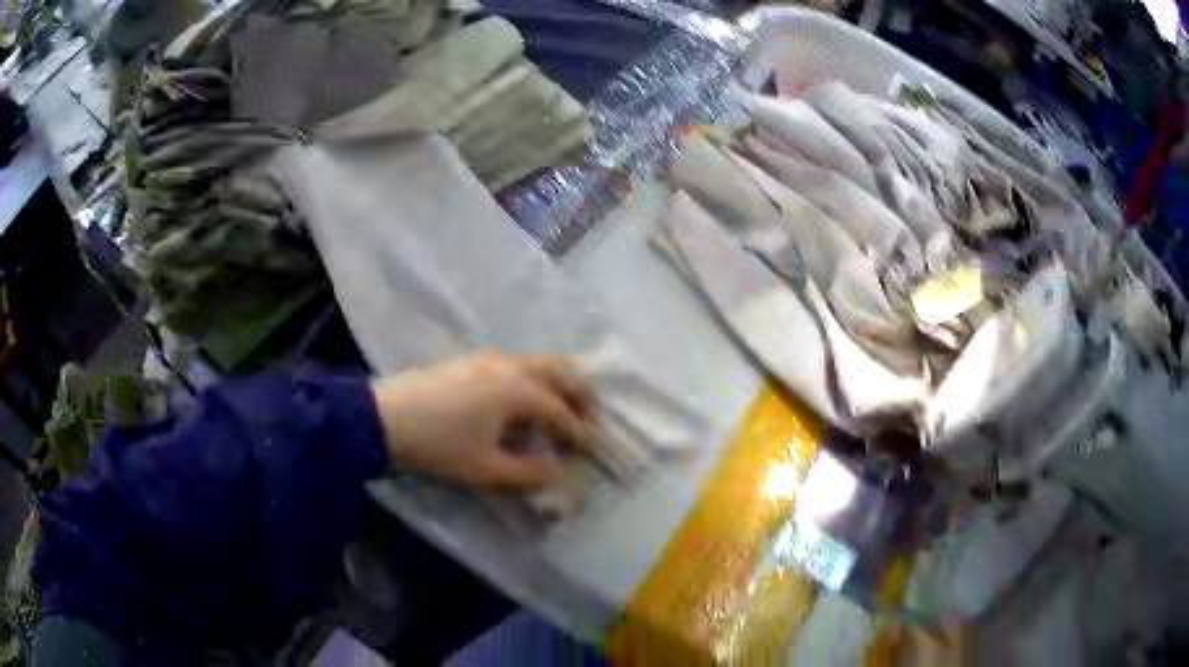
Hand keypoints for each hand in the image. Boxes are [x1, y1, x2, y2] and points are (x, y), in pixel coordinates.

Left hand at [370, 353, 594, 490]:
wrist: (384, 416)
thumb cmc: (438, 444)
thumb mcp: (484, 468)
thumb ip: (527, 472)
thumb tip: (556, 470)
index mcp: (517, 389)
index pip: (560, 411)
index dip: (578, 432)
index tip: (590, 448)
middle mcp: (510, 366)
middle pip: (559, 371)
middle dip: (581, 394)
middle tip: (591, 419)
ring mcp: (489, 358)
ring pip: (538, 364)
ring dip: (558, 385)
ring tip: (561, 413)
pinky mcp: (471, 360)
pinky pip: (518, 365)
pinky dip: (534, 381)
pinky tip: (523, 405)